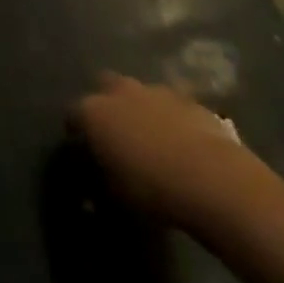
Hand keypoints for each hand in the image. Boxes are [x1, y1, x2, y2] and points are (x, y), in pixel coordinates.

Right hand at [71, 72, 244, 224]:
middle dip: (107, 104)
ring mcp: (155, 90)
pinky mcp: (187, 98)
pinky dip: (169, 118)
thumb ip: (100, 181)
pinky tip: (179, 143)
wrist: (210, 177)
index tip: (81, 147)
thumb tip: (95, 183)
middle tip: (115, 132)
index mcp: (94, 112)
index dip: (76, 130)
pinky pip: (170, 105)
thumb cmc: (151, 189)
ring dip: (140, 109)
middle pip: (105, 87)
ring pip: (140, 93)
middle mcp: (120, 92)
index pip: (72, 114)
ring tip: (150, 139)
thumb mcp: (115, 195)